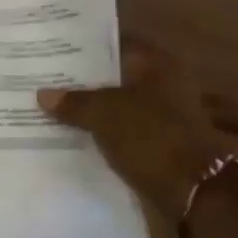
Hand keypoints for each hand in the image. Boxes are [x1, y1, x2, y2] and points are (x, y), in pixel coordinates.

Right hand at [38, 44, 226, 223]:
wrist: (194, 193)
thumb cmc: (152, 139)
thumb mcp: (105, 115)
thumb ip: (74, 102)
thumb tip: (43, 94)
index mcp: (157, 64)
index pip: (114, 44)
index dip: (84, 47)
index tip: (53, 50)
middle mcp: (164, 84)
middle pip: (115, 76)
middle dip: (82, 81)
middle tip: (44, 79)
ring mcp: (163, 116)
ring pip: (117, 105)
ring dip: (90, 109)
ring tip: (51, 107)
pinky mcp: (158, 143)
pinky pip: (122, 130)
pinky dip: (102, 132)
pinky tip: (72, 135)